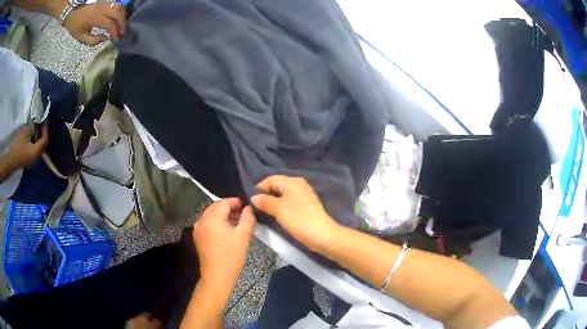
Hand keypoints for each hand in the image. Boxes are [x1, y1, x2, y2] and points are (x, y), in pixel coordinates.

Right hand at [6, 124, 47, 168]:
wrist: (11, 161)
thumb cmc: (17, 146)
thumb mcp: (25, 132)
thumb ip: (32, 128)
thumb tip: (36, 127)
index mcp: (36, 151)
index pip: (44, 140)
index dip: (45, 130)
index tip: (44, 121)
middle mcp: (36, 158)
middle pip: (43, 145)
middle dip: (43, 134)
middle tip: (41, 124)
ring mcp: (32, 161)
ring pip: (39, 148)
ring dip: (39, 139)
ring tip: (37, 129)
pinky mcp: (29, 161)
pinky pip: (35, 151)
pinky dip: (35, 143)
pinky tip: (32, 137)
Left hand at [63, 2, 126, 44]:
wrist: (73, 12)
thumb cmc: (76, 26)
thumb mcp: (81, 37)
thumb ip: (93, 40)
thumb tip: (105, 38)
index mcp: (95, 18)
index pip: (109, 24)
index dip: (114, 32)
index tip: (116, 39)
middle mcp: (102, 8)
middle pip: (118, 13)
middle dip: (122, 23)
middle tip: (122, 33)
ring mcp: (105, 3)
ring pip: (120, 6)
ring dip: (123, 16)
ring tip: (122, 25)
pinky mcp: (106, 1)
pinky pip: (118, 4)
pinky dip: (121, 11)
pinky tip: (120, 18)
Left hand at [193, 198, 255, 288]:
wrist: (217, 276)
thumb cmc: (231, 256)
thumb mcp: (243, 236)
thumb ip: (247, 218)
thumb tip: (249, 208)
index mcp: (212, 218)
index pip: (224, 202)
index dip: (236, 202)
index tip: (247, 206)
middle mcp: (201, 220)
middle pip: (216, 207)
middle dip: (229, 208)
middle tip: (243, 214)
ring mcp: (198, 229)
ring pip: (211, 215)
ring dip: (223, 215)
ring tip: (236, 222)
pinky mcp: (198, 237)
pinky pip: (207, 223)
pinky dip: (217, 222)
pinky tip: (226, 231)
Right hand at [251, 175, 339, 252]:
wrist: (322, 235)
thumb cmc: (299, 219)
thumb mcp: (279, 210)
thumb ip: (265, 201)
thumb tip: (253, 197)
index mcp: (292, 182)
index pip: (271, 179)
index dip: (260, 187)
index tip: (250, 199)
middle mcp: (299, 185)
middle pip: (277, 185)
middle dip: (266, 194)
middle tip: (255, 205)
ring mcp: (304, 195)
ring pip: (283, 194)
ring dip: (273, 200)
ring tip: (263, 210)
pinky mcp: (306, 205)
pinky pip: (289, 201)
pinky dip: (281, 205)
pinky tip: (276, 214)